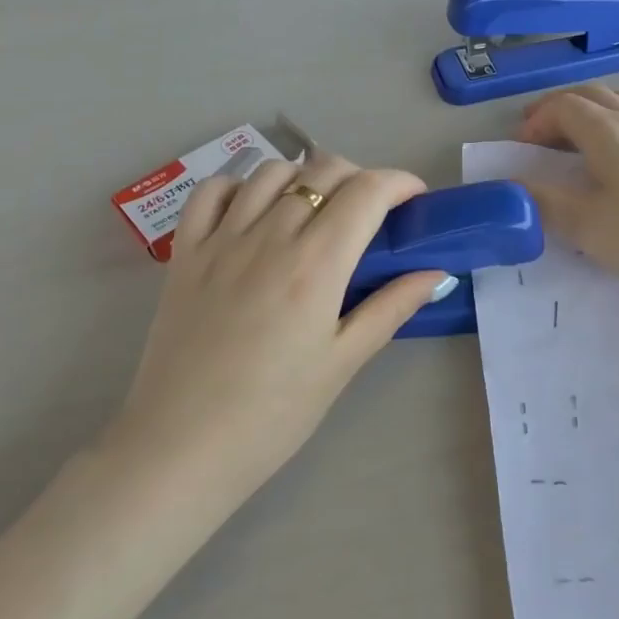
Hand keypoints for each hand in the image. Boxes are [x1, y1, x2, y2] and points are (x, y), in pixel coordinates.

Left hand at [108, 151, 449, 503]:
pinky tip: (254, 210)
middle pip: (322, 171)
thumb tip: (437, 273)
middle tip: (370, 212)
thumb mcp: (343, 363)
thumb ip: (391, 308)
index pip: (366, 192)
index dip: (399, 182)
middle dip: (359, 177)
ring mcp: (220, 240)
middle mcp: (268, 236)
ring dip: (304, 177)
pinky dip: (240, 186)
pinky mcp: (184, 253)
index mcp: (315, 264)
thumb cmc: (274, 413)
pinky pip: (211, 191)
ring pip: (270, 172)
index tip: (414, 198)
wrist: (182, 447)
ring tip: (315, 210)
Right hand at [515, 86, 618, 295]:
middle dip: (567, 105)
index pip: (567, 109)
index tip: (521, 145)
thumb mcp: (589, 227)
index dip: (540, 119)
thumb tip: (512, 185)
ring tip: (602, 108)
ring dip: (616, 101)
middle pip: (601, 99)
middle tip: (546, 126)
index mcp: (609, 139)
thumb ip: (546, 203)